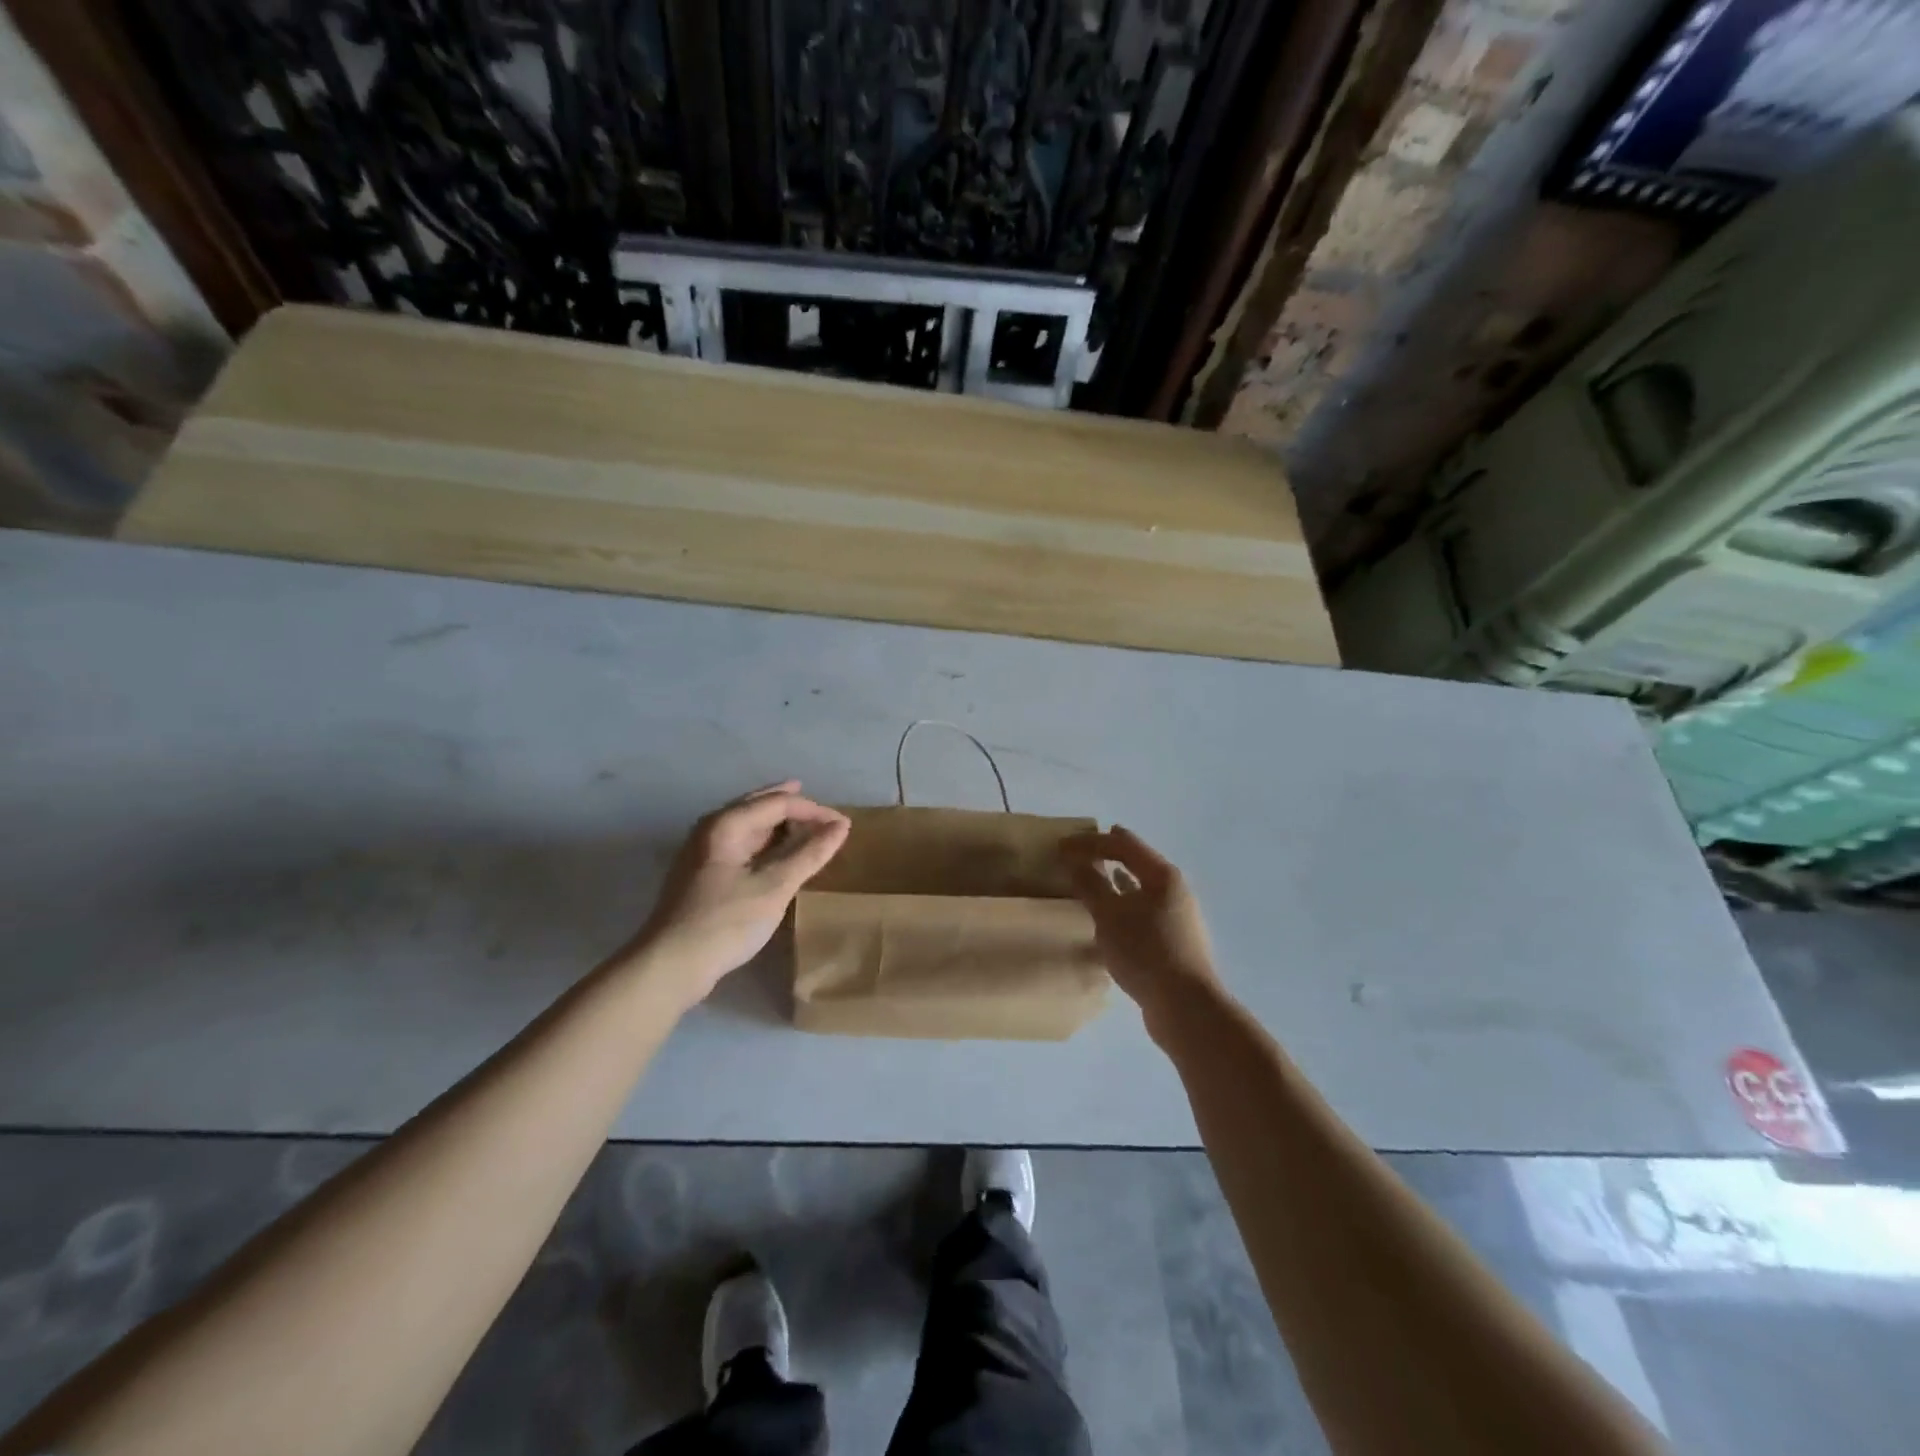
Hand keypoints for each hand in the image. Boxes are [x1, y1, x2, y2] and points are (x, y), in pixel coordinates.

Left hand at [629, 782, 849, 1004]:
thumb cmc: (725, 922)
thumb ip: (809, 854)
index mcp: (726, 824)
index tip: (843, 826)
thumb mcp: (774, 887)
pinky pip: (740, 844)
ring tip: (805, 828)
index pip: (777, 803)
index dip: (814, 811)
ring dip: (778, 824)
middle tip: (821, 811)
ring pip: (747, 825)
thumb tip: (841, 826)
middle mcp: (710, 829)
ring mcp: (702, 852)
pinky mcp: (701, 875)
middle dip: (791, 806)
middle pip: (757, 805)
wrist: (670, 966)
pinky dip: (764, 843)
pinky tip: (776, 854)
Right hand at [1061, 826, 1218, 1021]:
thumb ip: (1091, 884)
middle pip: (1136, 861)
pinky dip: (1123, 904)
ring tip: (1093, 877)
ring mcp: (1177, 916)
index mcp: (1162, 875)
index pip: (1124, 844)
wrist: (1186, 1007)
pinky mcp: (1173, 940)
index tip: (1062, 845)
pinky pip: (1142, 910)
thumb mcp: (1110, 915)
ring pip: (1140, 888)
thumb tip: (1075, 861)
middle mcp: (1174, 890)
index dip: (1091, 841)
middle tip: (1077, 854)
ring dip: (1115, 880)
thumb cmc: (1145, 951)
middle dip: (1106, 855)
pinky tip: (1111, 916)